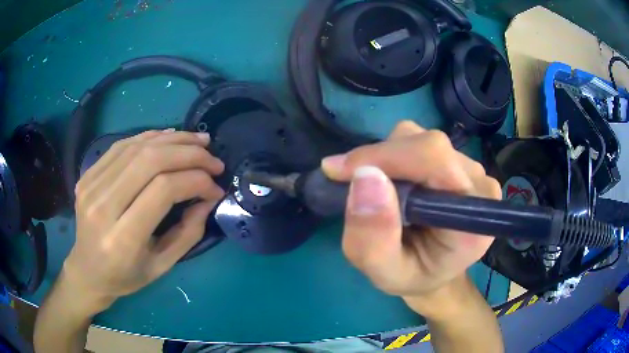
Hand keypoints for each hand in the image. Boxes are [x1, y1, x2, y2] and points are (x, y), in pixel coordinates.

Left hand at [62, 130, 224, 312]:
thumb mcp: (162, 266)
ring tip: (198, 141)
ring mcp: (91, 185)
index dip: (195, 181)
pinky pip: (122, 145)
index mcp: (122, 238)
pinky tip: (169, 138)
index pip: (163, 189)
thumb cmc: (126, 276)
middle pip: (150, 160)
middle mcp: (103, 206)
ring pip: (137, 147)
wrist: (87, 271)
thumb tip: (208, 197)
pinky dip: (150, 137)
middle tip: (212, 159)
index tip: (215, 187)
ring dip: (173, 139)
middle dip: (189, 154)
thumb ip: (189, 232)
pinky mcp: (88, 174)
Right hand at [322, 121, 500, 312]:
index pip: (435, 160)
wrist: (432, 269)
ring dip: (386, 159)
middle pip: (426, 144)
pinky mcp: (457, 160)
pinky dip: (393, 157)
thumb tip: (365, 176)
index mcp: (472, 219)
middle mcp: (479, 185)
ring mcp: (471, 168)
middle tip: (349, 185)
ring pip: (419, 138)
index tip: (340, 173)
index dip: (386, 157)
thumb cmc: (412, 275)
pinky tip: (393, 184)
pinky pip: (418, 142)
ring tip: (378, 192)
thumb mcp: (385, 273)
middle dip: (380, 159)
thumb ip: (373, 239)